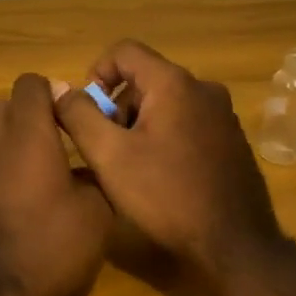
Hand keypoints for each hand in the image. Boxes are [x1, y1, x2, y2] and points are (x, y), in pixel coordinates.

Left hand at [0, 73, 114, 295]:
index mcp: (27, 132)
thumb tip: (86, 168)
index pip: (30, 83)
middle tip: (50, 145)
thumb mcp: (97, 214)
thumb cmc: (53, 249)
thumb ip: (94, 176)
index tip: (68, 117)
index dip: (51, 93)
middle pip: (0, 105)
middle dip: (24, 115)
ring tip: (20, 168)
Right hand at [52, 41, 281, 268]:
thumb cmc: (166, 195)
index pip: (124, 51)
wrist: (234, 245)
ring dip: (141, 124)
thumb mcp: (109, 156)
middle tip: (107, 148)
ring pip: (166, 102)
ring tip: (132, 166)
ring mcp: (223, 114)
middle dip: (118, 107)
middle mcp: (203, 88)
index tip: (87, 111)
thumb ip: (78, 115)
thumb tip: (60, 89)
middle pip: (145, 79)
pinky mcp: (232, 139)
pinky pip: (188, 122)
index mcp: (174, 83)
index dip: (97, 73)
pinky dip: (166, 136)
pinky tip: (161, 175)